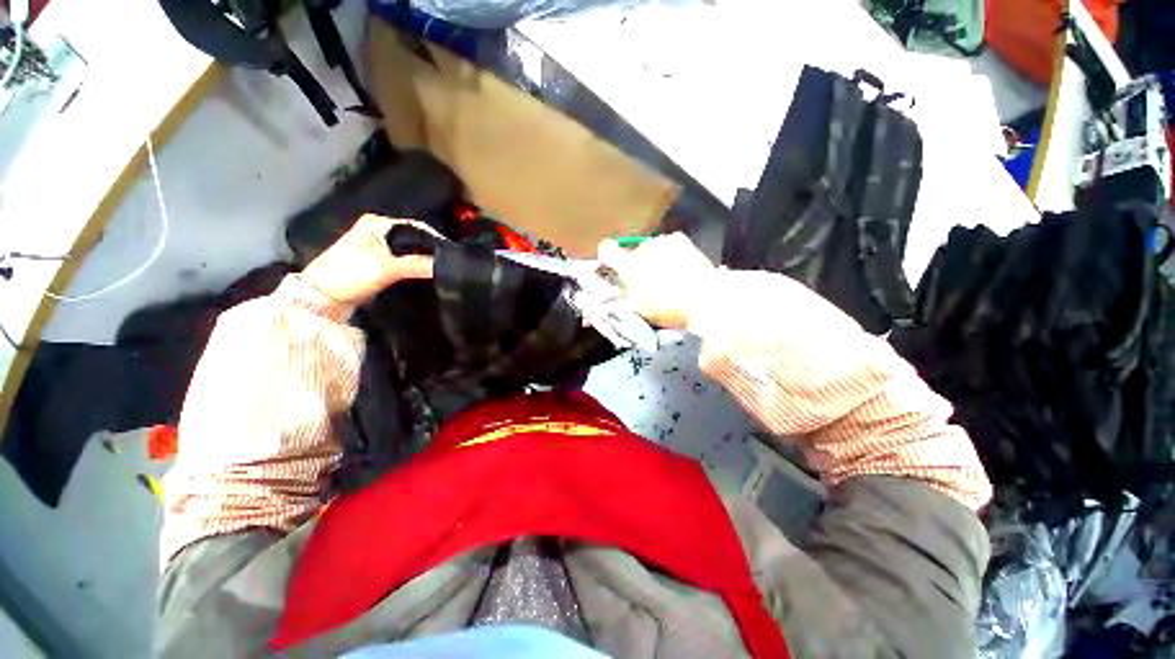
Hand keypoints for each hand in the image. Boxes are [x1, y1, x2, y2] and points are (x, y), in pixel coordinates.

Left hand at [299, 215, 438, 305]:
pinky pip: (402, 260)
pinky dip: (413, 265)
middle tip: (449, 262)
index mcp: (377, 223)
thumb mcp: (386, 268)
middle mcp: (377, 230)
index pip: (415, 225)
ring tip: (440, 268)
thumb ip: (418, 265)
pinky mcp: (375, 261)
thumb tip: (447, 265)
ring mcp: (375, 246)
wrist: (321, 297)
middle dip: (429, 249)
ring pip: (407, 249)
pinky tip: (425, 273)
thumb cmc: (350, 273)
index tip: (452, 252)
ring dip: (421, 258)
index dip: (434, 237)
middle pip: (412, 237)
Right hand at [597, 232, 716, 329]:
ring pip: (650, 249)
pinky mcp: (680, 239)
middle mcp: (643, 248)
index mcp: (630, 266)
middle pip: (631, 253)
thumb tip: (603, 302)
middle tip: (645, 283)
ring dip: (652, 260)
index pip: (606, 249)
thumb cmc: (669, 308)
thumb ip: (620, 300)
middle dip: (635, 266)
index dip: (606, 258)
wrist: (707, 300)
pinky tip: (678, 268)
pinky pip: (667, 245)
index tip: (612, 269)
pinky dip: (669, 254)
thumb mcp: (639, 310)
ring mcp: (663, 241)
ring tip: (667, 277)